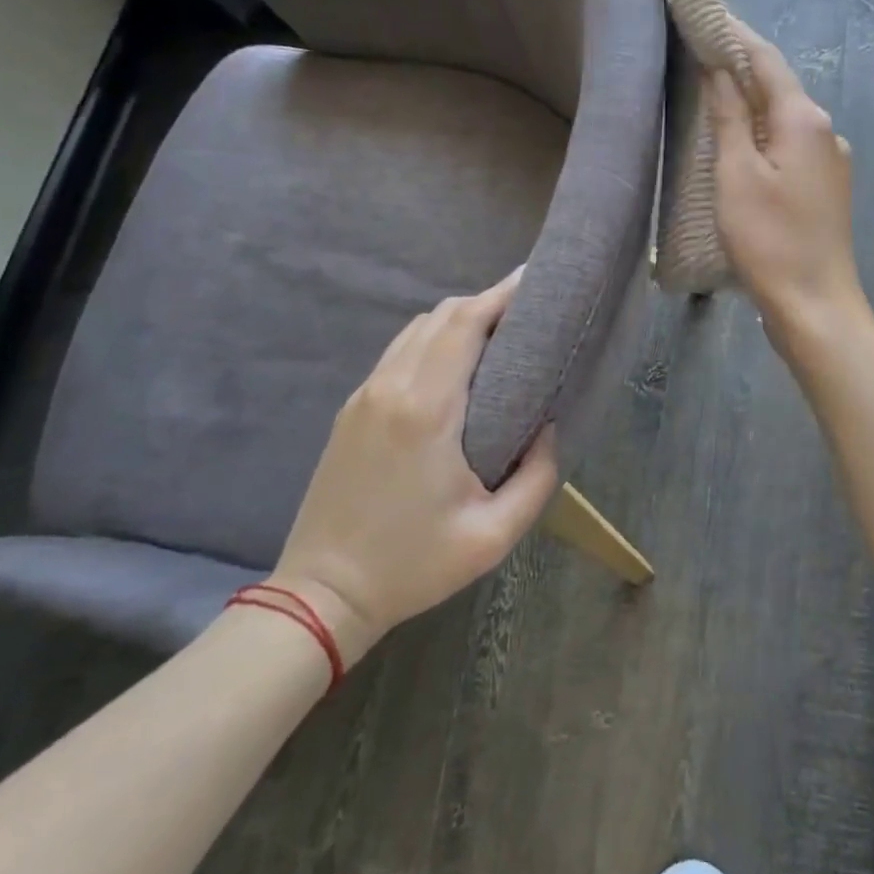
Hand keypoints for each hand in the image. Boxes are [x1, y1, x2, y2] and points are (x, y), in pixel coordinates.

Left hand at [268, 269, 558, 665]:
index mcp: (426, 409)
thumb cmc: (413, 564)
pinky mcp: (351, 410)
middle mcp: (391, 387)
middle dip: (486, 302)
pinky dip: (433, 340)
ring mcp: (364, 395)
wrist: (322, 594)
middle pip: (441, 316)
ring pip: (416, 330)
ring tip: (499, 332)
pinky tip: (456, 362)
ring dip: (458, 320)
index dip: (501, 294)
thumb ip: (537, 477)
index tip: (534, 279)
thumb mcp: (493, 536)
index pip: (465, 324)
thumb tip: (550, 429)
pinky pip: (399, 353)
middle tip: (528, 310)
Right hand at [705, 21, 868, 349]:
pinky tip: (739, 145)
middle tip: (696, 50)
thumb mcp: (736, 175)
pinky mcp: (826, 189)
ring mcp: (830, 162)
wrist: (816, 305)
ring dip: (749, 102)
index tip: (701, 14)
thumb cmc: (770, 240)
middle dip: (739, 66)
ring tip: (709, 94)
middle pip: (777, 86)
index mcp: (804, 119)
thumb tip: (719, 68)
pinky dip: (762, 135)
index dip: (733, 34)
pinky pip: (789, 146)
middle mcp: (824, 130)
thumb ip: (728, 117)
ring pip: (783, 118)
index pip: (765, 58)